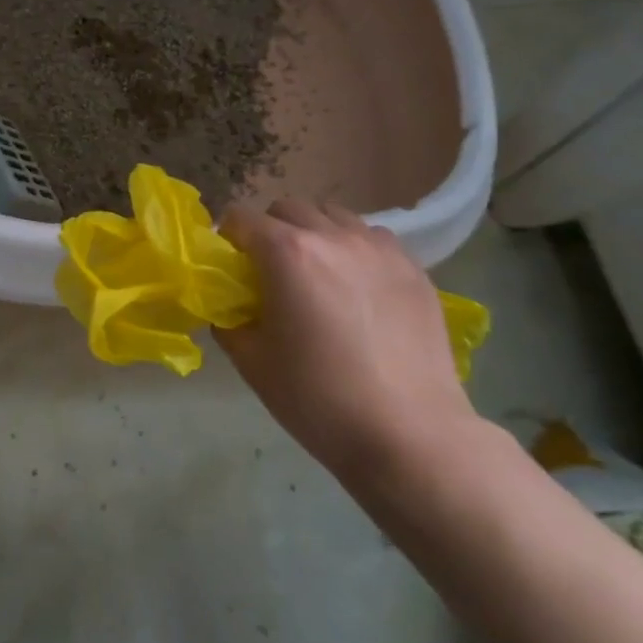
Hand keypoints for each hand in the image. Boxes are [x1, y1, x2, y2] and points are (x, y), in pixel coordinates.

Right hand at [216, 200, 479, 487]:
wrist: (409, 435)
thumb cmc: (319, 399)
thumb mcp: (253, 364)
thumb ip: (230, 324)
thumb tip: (229, 309)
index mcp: (287, 254)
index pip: (242, 218)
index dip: (228, 237)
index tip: (231, 265)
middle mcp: (332, 237)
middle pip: (288, 208)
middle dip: (271, 230)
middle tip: (272, 272)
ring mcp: (379, 249)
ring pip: (335, 216)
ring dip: (316, 234)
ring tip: (320, 275)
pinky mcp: (414, 268)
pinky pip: (374, 238)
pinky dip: (356, 249)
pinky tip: (360, 288)